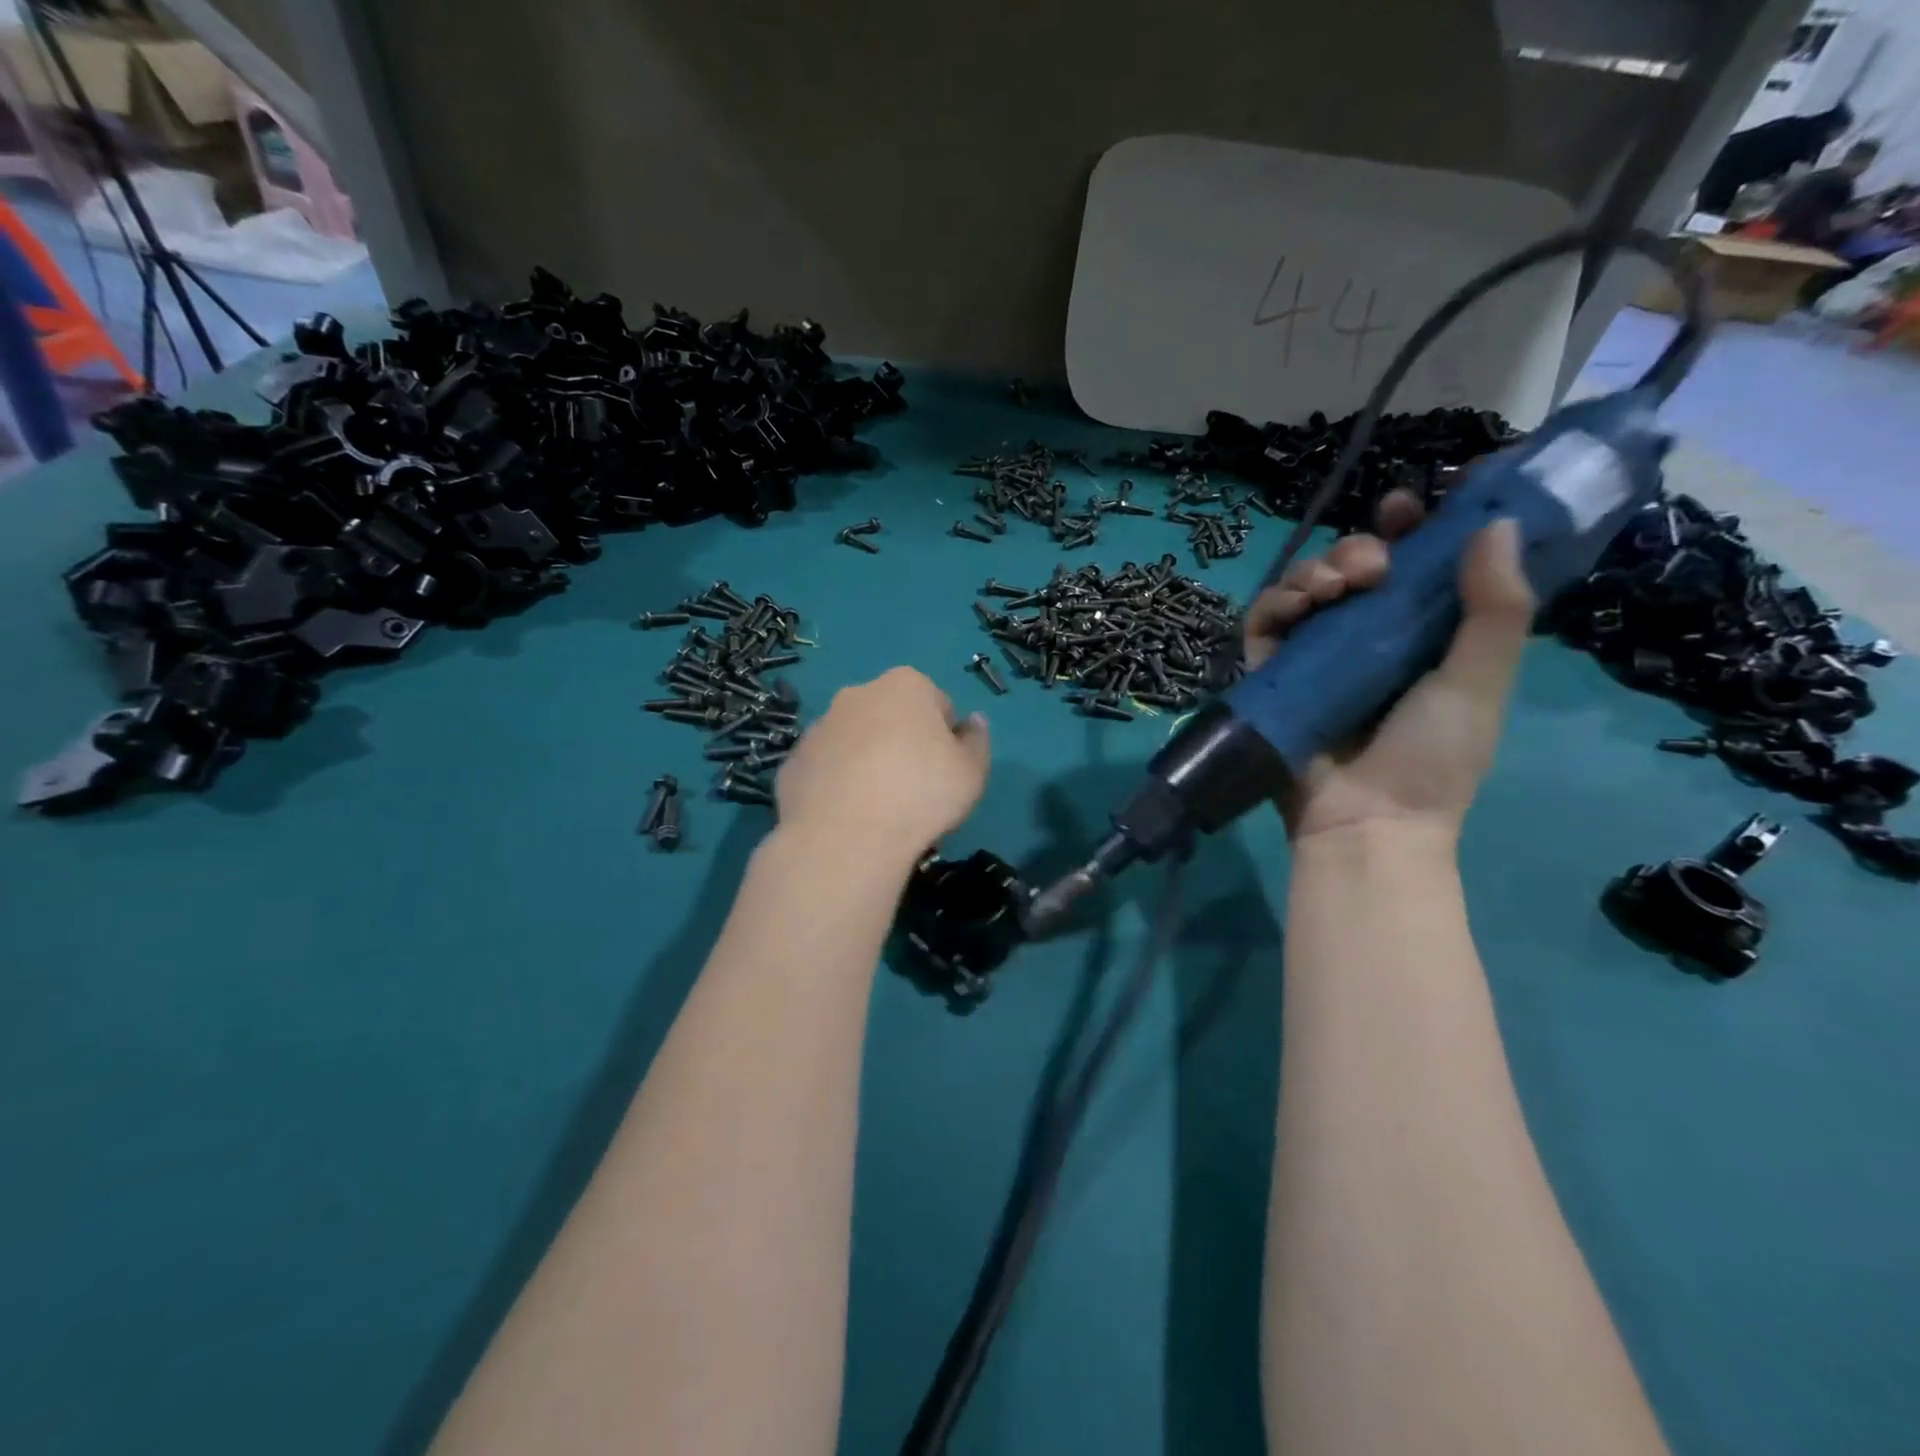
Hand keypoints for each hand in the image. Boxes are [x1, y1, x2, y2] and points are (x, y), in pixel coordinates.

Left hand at [776, 667, 990, 856]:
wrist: (845, 837)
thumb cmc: (921, 795)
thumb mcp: (973, 771)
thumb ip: (977, 741)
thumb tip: (973, 722)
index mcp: (905, 685)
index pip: (938, 703)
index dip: (946, 738)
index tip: (946, 771)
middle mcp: (857, 694)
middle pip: (891, 715)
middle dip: (902, 742)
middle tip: (914, 788)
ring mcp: (819, 726)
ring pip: (854, 740)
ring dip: (867, 761)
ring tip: (879, 807)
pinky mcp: (793, 761)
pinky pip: (826, 768)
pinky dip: (837, 783)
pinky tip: (848, 816)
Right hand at [1242, 491, 1533, 844]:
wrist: (1365, 820)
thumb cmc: (1432, 758)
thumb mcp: (1478, 681)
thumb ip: (1494, 609)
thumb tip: (1498, 524)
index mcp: (1424, 634)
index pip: (1421, 564)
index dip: (1424, 524)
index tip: (1428, 494)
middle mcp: (1368, 635)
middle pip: (1357, 564)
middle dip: (1363, 545)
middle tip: (1374, 562)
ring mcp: (1316, 653)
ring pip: (1308, 583)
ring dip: (1318, 568)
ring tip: (1335, 586)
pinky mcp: (1273, 670)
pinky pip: (1265, 619)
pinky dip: (1277, 600)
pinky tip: (1300, 603)